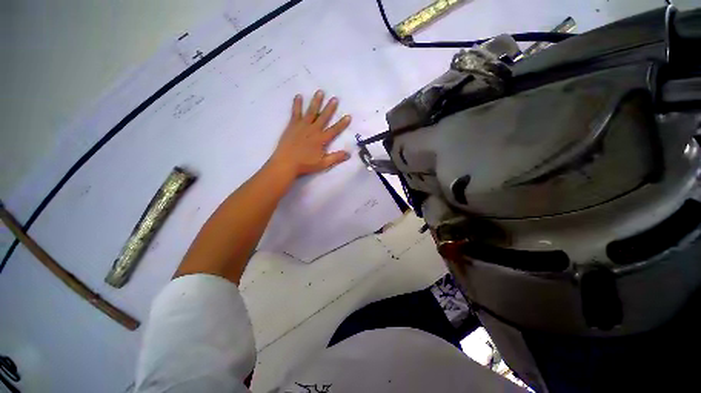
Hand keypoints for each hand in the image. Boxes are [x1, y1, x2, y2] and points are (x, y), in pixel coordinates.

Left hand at [269, 90, 351, 177]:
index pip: (334, 130)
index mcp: (321, 139)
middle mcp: (313, 130)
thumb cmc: (305, 164)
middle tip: (335, 98)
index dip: (342, 124)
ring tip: (320, 92)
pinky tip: (298, 96)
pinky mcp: (292, 125)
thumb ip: (336, 158)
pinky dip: (297, 104)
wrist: (286, 163)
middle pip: (323, 117)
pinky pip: (295, 112)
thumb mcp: (323, 163)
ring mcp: (302, 126)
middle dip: (330, 108)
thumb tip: (349, 154)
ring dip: (316, 102)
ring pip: (311, 111)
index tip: (348, 116)